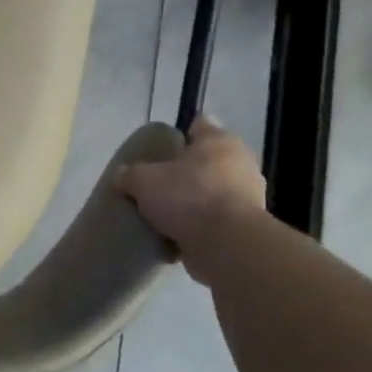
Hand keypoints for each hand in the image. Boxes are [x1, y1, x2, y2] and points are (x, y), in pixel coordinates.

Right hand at [119, 116, 265, 282]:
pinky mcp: (249, 226)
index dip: (179, 133)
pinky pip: (219, 219)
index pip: (199, 125)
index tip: (161, 147)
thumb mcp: (143, 181)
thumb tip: (121, 175)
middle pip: (208, 160)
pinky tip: (180, 234)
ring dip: (196, 199)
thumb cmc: (188, 197)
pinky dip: (204, 225)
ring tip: (168, 212)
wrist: (228, 246)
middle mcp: (240, 163)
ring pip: (215, 190)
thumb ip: (129, 174)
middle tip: (159, 181)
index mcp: (219, 141)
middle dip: (187, 170)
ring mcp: (250, 196)